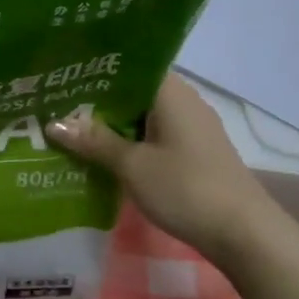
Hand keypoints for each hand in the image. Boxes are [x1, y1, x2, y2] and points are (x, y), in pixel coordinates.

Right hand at [46, 74, 283, 261]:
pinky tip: (104, 153)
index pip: (128, 64)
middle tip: (55, 103)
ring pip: (142, 115)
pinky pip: (154, 134)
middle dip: (97, 99)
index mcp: (170, 91)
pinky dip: (130, 140)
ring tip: (71, 127)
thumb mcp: (132, 165)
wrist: (244, 233)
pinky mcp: (195, 151)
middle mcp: (183, 100)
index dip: (94, 69)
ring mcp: (192, 127)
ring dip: (112, 123)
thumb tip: (53, 123)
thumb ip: (94, 141)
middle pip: (133, 90)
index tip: (62, 74)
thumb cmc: (185, 188)